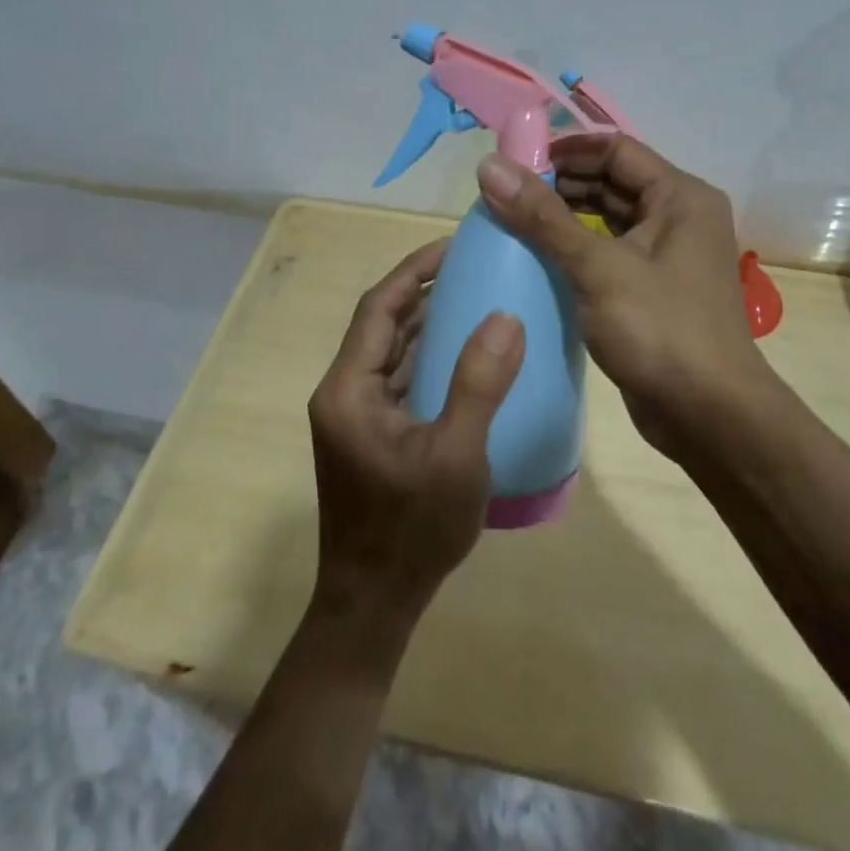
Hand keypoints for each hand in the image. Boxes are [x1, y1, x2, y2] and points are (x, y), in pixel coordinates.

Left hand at [307, 240, 525, 626]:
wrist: (373, 604)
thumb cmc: (411, 530)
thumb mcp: (456, 455)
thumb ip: (479, 383)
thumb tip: (506, 317)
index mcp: (349, 388)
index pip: (378, 307)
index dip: (414, 270)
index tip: (455, 246)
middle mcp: (344, 393)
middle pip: (382, 324)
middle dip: (424, 291)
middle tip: (474, 269)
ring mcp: (356, 417)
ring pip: (391, 353)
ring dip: (427, 325)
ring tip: (475, 300)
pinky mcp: (371, 436)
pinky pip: (399, 380)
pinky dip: (427, 359)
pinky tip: (465, 357)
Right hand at [475, 135, 772, 460]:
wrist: (710, 417)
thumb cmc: (660, 330)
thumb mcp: (597, 268)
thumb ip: (542, 217)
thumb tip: (489, 166)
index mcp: (680, 197)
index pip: (616, 149)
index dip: (565, 150)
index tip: (515, 163)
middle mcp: (680, 217)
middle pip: (612, 182)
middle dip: (560, 185)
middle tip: (505, 197)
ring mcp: (669, 256)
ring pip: (609, 220)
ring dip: (565, 219)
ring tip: (513, 225)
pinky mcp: (654, 290)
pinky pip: (610, 254)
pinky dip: (577, 251)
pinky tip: (539, 262)